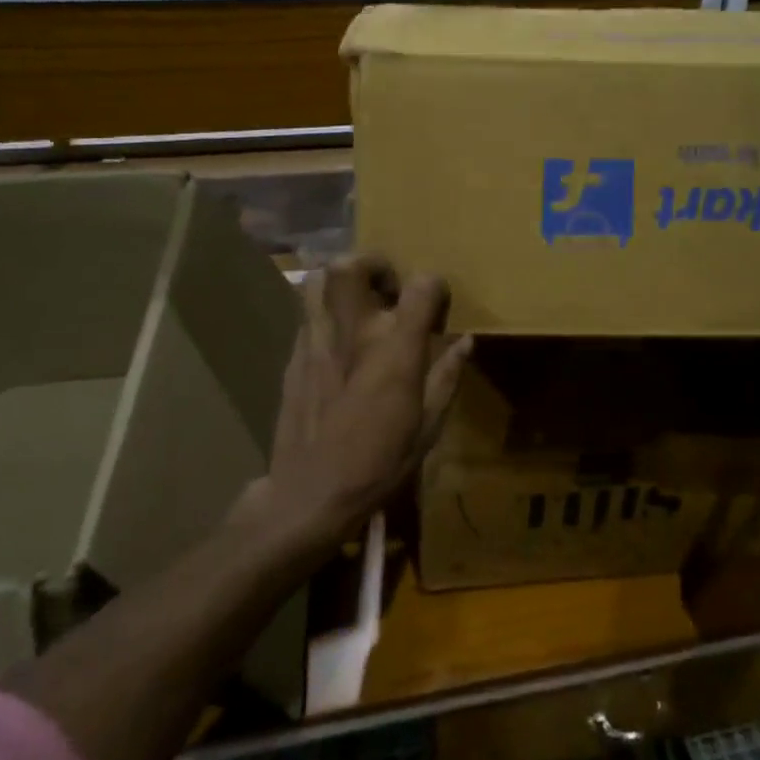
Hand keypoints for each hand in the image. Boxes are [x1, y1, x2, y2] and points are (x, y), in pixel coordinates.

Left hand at [253, 254, 472, 554]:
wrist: (309, 495)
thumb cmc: (378, 465)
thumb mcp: (428, 427)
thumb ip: (447, 376)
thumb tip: (465, 342)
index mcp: (395, 350)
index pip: (421, 286)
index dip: (434, 285)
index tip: (438, 302)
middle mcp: (353, 334)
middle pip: (352, 266)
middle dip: (374, 264)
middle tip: (389, 288)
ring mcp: (316, 341)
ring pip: (317, 280)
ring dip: (341, 279)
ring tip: (358, 302)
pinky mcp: (293, 357)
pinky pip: (307, 314)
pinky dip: (326, 312)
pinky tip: (338, 341)